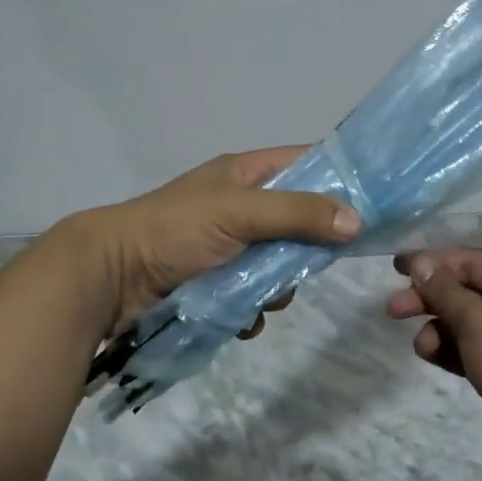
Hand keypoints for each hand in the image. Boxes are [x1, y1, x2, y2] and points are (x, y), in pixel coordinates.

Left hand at [60, 147, 360, 339]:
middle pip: (299, 220)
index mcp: (244, 174)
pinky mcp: (217, 283)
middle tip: (306, 263)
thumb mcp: (239, 212)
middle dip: (306, 247)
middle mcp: (241, 206)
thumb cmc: (174, 231)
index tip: (371, 201)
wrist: (109, 279)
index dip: (338, 176)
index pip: (305, 163)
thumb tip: (356, 220)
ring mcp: (229, 247)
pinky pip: (256, 295)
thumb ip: (297, 213)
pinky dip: (254, 308)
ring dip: (278, 285)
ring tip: (260, 297)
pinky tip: (242, 317)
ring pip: (281, 264)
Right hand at [387, 249, 481, 474]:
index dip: (431, 262)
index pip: (468, 262)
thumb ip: (445, 291)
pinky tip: (429, 355)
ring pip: (460, 323)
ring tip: (422, 346)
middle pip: (461, 291)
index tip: (397, 268)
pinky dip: (446, 349)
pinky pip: (465, 349)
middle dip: (428, 298)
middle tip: (393, 309)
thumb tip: (420, 263)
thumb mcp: (478, 321)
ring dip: (436, 329)